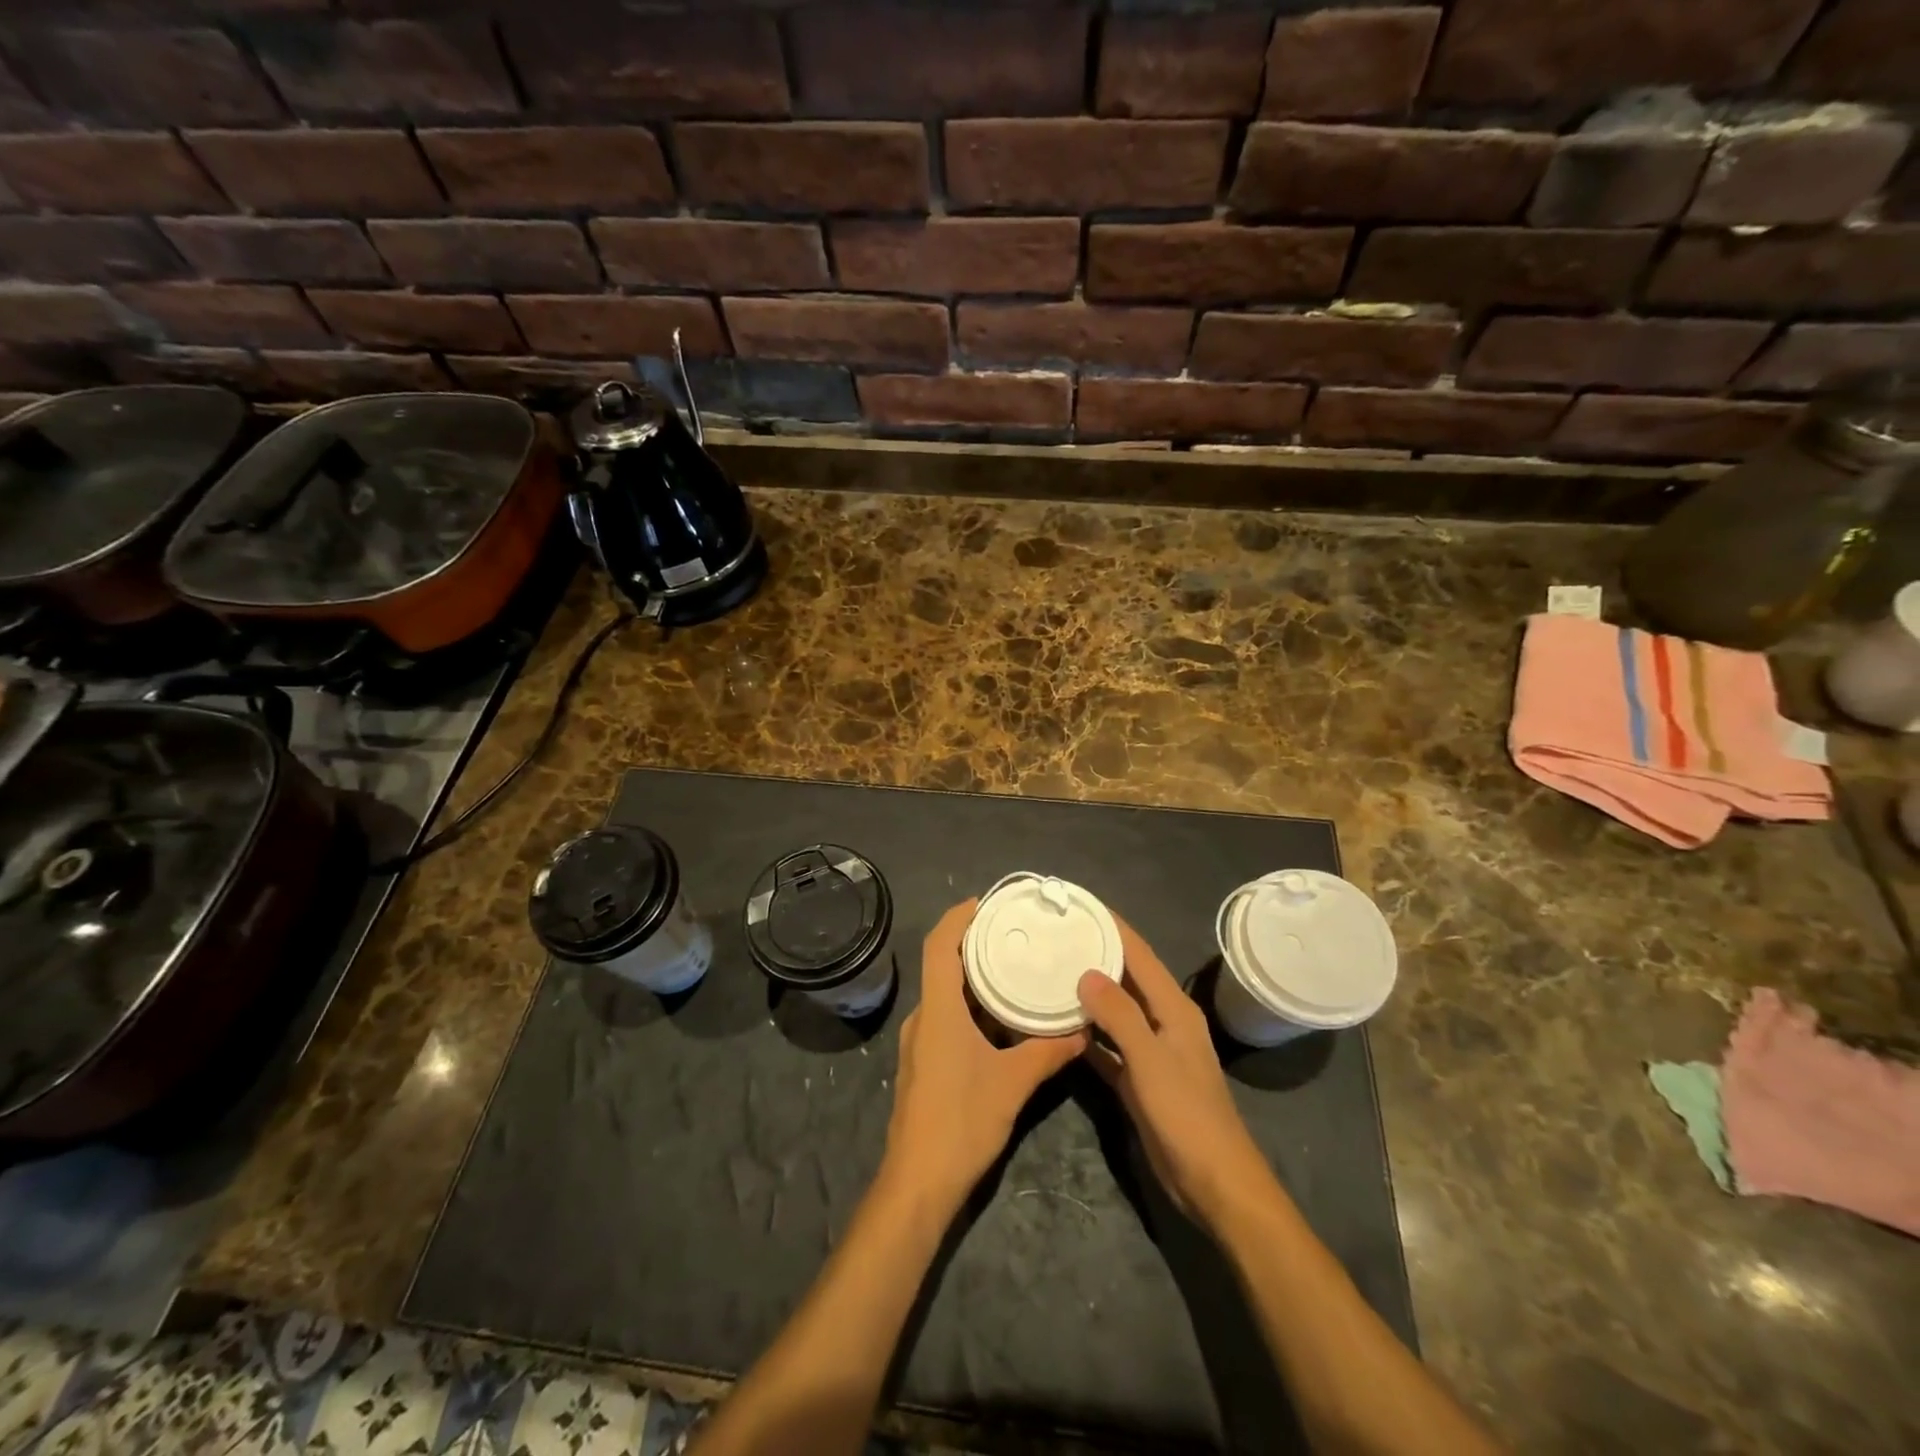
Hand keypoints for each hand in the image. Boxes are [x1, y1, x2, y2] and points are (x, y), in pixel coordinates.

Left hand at [884, 899, 1086, 1209]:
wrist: (918, 1183)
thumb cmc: (961, 1122)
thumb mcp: (1013, 1083)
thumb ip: (1048, 1052)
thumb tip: (1082, 1030)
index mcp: (938, 1010)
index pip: (940, 945)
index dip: (958, 918)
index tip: (985, 902)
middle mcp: (924, 1018)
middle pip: (943, 966)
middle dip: (974, 946)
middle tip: (1013, 934)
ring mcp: (920, 1043)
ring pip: (947, 997)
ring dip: (976, 981)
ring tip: (1014, 971)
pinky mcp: (924, 1064)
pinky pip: (948, 1020)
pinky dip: (973, 1009)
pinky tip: (1002, 1021)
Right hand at [1077, 917, 1271, 1227]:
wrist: (1212, 1182)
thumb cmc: (1186, 1114)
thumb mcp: (1150, 1059)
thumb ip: (1119, 1014)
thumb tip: (1086, 971)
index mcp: (1173, 1008)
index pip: (1139, 954)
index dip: (1113, 926)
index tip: (1080, 904)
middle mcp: (1163, 1021)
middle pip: (1126, 977)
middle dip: (1096, 954)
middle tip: (1055, 935)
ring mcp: (1151, 1051)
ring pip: (1115, 1011)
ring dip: (1089, 994)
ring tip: (1051, 971)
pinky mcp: (1139, 1079)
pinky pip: (1108, 1046)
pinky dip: (1088, 1035)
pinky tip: (1059, 1026)